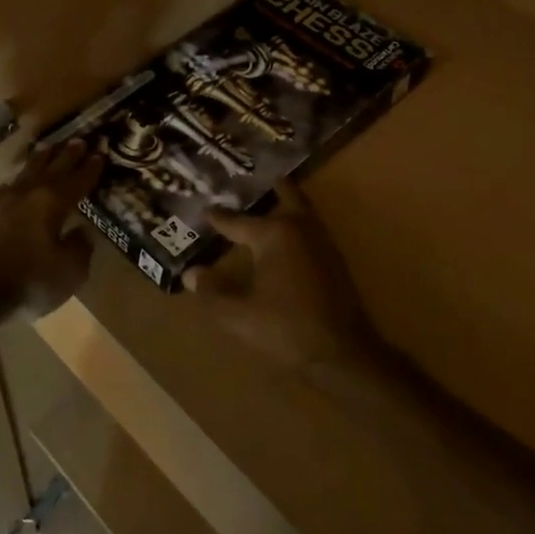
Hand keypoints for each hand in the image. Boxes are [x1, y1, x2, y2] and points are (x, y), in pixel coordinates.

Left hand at [0, 139, 104, 327]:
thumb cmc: (26, 281)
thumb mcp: (68, 273)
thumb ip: (79, 249)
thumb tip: (82, 233)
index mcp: (53, 202)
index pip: (77, 180)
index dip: (90, 168)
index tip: (100, 154)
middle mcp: (29, 192)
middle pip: (52, 167)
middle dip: (68, 155)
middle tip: (79, 140)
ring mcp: (3, 199)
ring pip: (27, 171)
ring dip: (41, 159)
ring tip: (48, 148)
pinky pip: (8, 186)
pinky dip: (19, 179)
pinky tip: (17, 182)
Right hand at [183, 182, 375, 372]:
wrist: (342, 353)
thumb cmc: (286, 328)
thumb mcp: (238, 314)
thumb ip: (212, 292)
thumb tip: (191, 273)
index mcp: (274, 234)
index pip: (237, 221)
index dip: (218, 217)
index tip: (205, 209)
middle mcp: (299, 228)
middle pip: (287, 196)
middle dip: (271, 187)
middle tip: (255, 180)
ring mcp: (322, 242)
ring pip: (303, 210)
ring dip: (287, 203)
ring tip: (271, 202)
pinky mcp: (334, 260)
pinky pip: (312, 228)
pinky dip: (298, 223)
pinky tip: (288, 240)